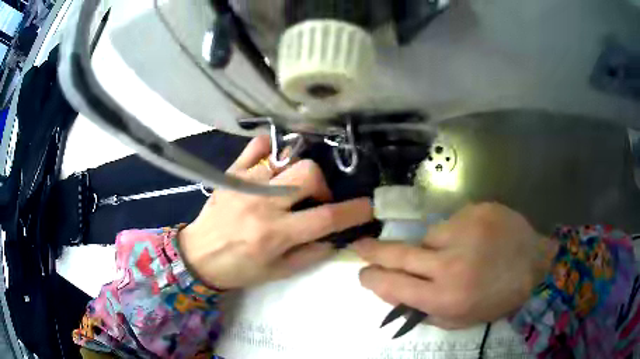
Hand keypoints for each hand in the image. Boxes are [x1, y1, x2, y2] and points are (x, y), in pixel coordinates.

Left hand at [179, 135, 372, 288]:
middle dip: (322, 185)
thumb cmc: (239, 269)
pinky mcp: (231, 173)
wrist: (198, 256)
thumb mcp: (278, 272)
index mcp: (275, 234)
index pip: (325, 218)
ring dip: (299, 171)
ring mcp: (245, 183)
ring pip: (286, 158)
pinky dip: (271, 149)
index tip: (368, 206)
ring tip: (292, 185)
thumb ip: (310, 254)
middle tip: (315, 199)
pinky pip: (257, 146)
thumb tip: (334, 236)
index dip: (353, 211)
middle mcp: (262, 204)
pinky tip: (274, 163)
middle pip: (308, 174)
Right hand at [354, 203, 557, 328]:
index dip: (373, 280)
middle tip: (358, 246)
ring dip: (431, 247)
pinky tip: (474, 240)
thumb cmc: (496, 298)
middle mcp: (451, 264)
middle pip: (399, 254)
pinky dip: (455, 234)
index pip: (393, 286)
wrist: (534, 264)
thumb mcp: (459, 319)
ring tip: (458, 254)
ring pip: (427, 237)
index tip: (363, 275)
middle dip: (373, 251)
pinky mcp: (476, 210)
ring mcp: (465, 231)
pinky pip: (451, 224)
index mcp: (446, 297)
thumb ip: (423, 310)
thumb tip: (392, 293)